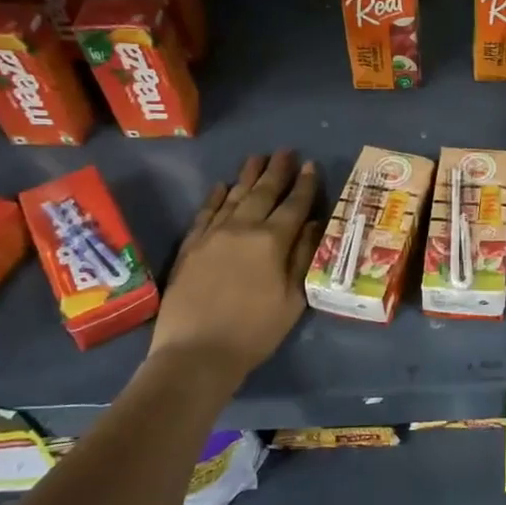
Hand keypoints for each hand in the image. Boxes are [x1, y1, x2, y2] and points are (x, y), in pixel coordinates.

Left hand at [142, 151, 321, 399]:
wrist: (196, 353)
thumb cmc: (255, 331)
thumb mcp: (293, 298)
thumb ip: (303, 256)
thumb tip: (314, 223)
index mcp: (272, 241)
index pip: (293, 205)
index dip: (304, 184)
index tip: (311, 165)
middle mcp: (242, 228)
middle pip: (263, 193)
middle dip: (277, 171)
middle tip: (285, 151)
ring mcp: (213, 235)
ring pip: (234, 196)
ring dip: (248, 176)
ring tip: (257, 158)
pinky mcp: (191, 247)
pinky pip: (205, 213)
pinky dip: (215, 197)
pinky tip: (222, 186)